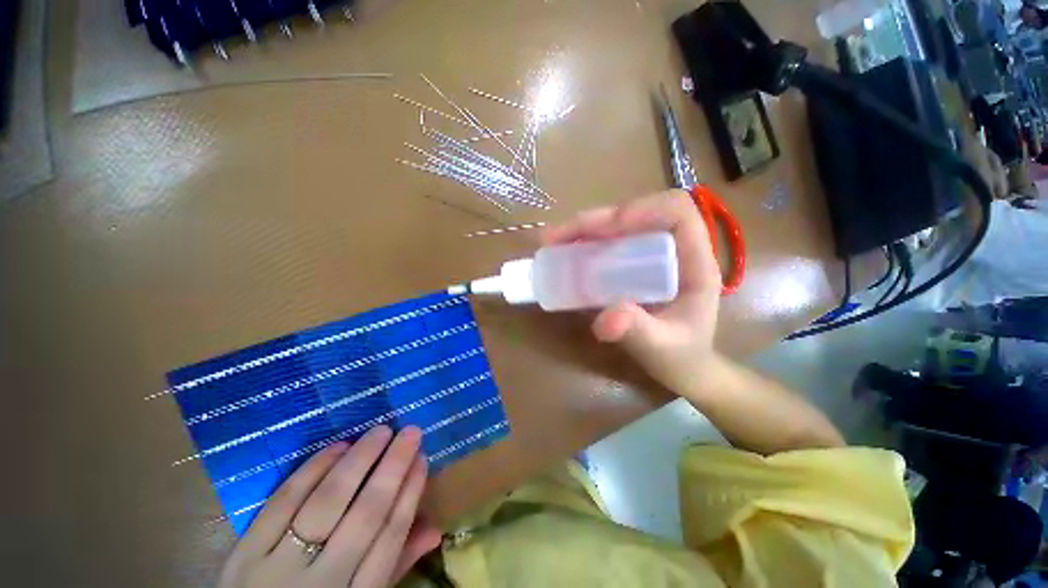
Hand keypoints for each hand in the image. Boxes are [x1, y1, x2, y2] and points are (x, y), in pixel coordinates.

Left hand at [218, 426, 442, 587]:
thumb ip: (395, 566)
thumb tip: (435, 527)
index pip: (390, 539)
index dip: (409, 494)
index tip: (422, 458)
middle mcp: (320, 583)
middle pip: (364, 517)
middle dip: (392, 468)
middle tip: (410, 432)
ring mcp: (277, 567)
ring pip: (326, 504)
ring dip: (358, 461)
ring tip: (381, 432)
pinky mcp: (244, 553)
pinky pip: (282, 503)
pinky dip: (312, 470)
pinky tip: (337, 447)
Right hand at [542, 190, 722, 393]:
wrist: (682, 368)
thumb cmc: (681, 358)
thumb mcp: (661, 348)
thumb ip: (637, 331)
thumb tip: (605, 318)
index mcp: (694, 263)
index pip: (677, 213)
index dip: (642, 209)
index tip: (606, 229)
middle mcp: (673, 250)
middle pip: (638, 214)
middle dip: (596, 220)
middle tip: (556, 236)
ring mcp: (651, 255)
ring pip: (619, 226)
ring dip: (583, 229)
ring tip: (551, 241)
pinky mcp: (633, 264)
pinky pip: (608, 243)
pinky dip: (583, 243)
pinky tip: (563, 252)